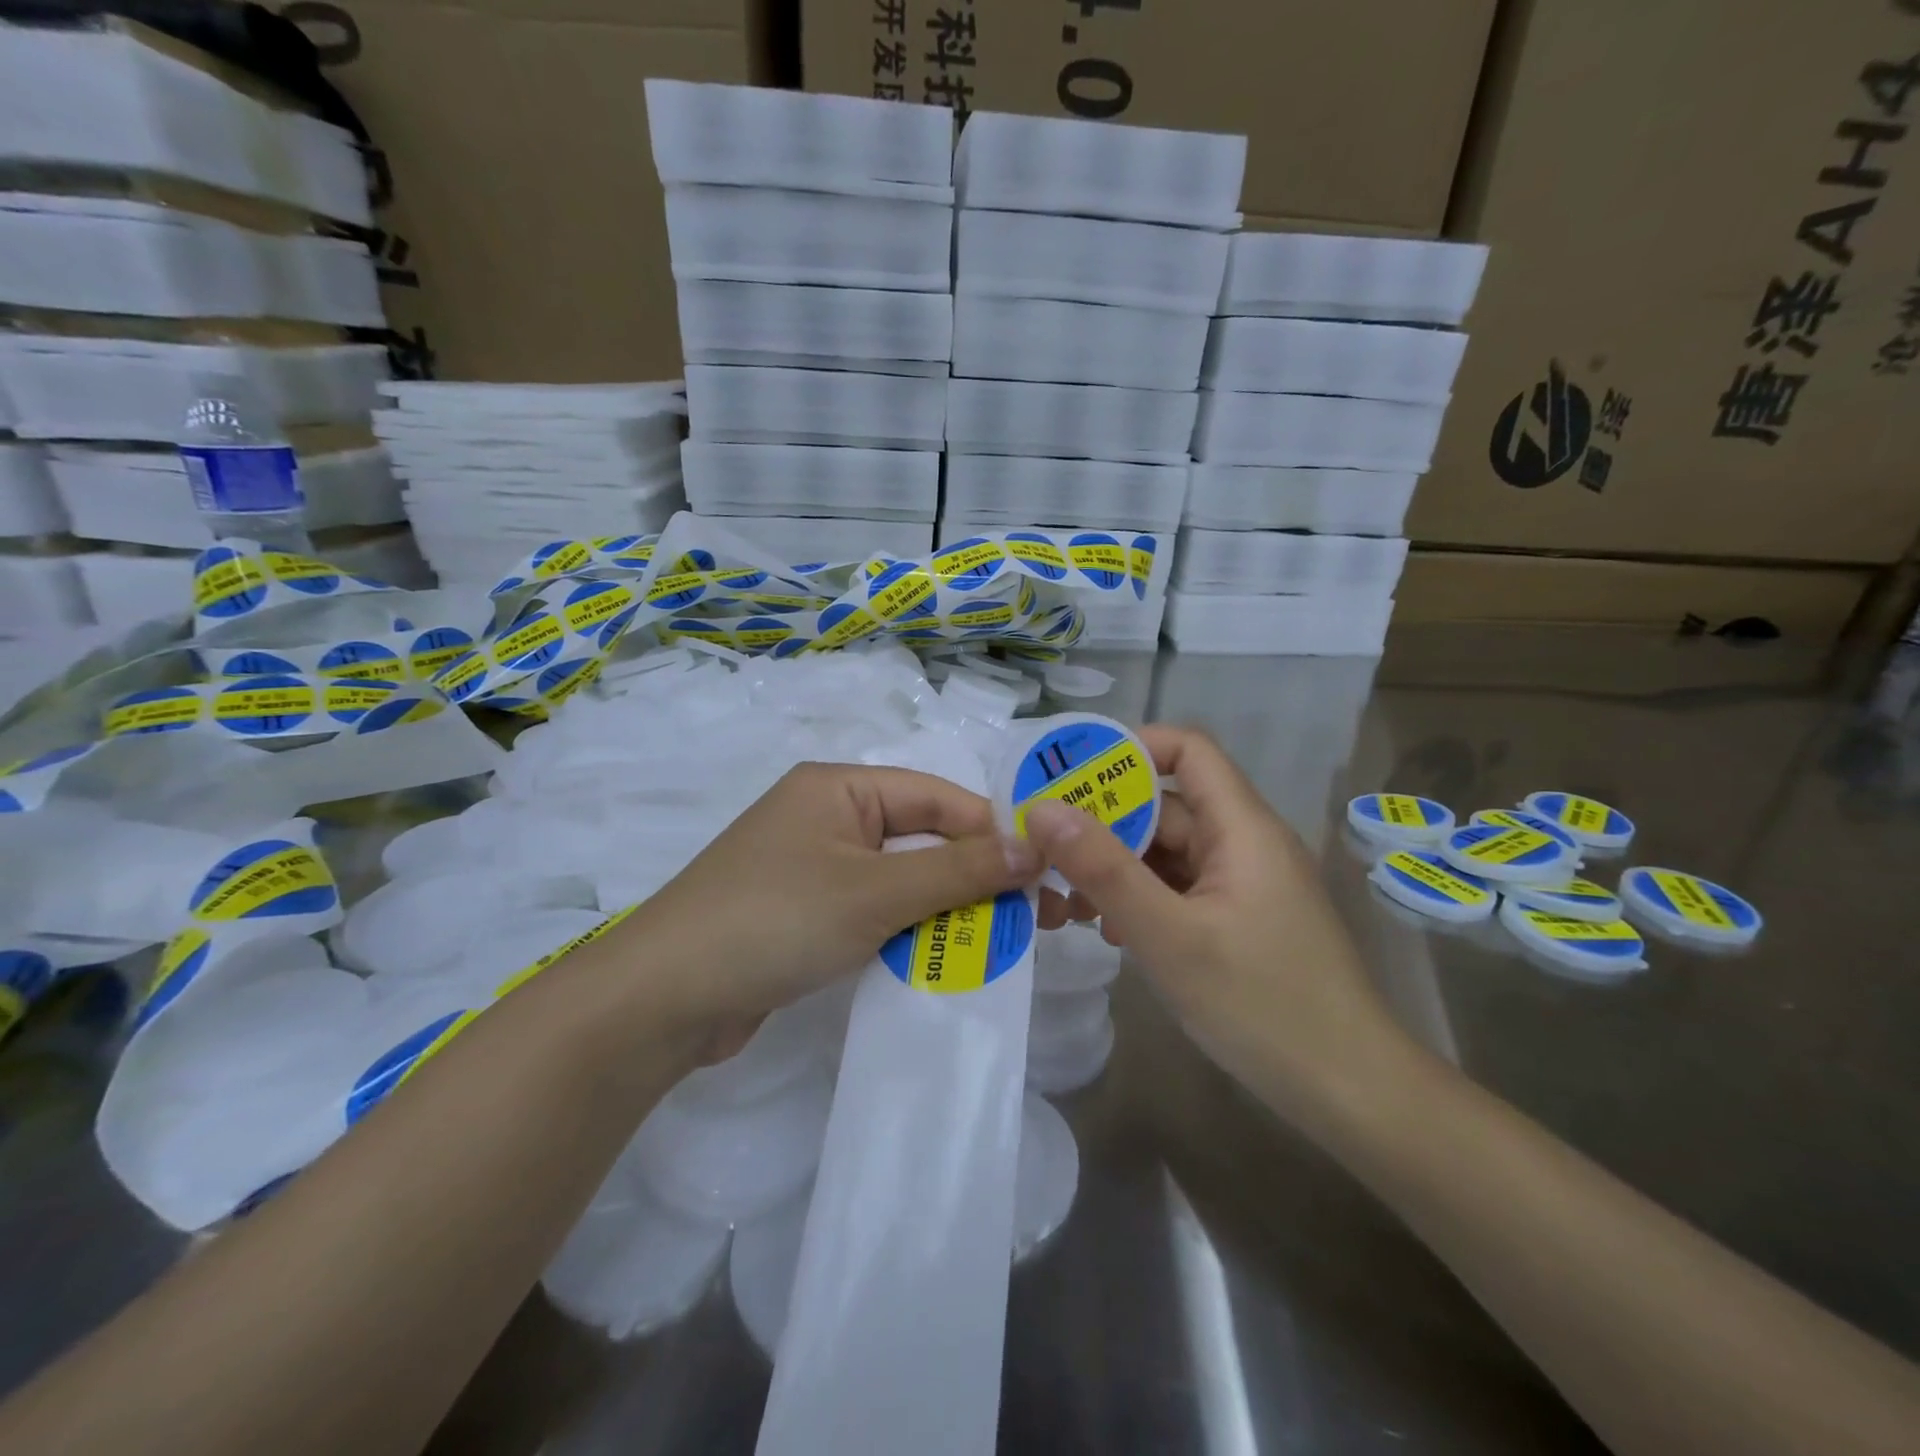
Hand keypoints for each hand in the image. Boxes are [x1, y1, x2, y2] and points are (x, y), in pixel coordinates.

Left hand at [619, 762, 1040, 1052]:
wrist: (662, 1000)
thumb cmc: (775, 921)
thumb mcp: (875, 892)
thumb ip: (959, 869)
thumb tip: (1034, 847)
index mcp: (840, 788)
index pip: (937, 797)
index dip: (992, 831)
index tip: (1043, 873)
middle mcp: (828, 817)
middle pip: (921, 838)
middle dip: (975, 876)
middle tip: (1034, 917)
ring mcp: (814, 867)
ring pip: (901, 879)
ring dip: (946, 908)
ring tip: (1001, 943)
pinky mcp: (805, 914)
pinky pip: (874, 911)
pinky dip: (909, 931)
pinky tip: (944, 959)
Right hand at [1026, 725, 1413, 1126]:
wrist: (1351, 1093)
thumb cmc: (1262, 1005)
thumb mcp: (1168, 936)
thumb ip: (1103, 869)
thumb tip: (1042, 808)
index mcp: (1241, 828)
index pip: (1186, 749)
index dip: (1129, 748)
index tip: (1068, 777)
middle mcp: (1243, 843)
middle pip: (1166, 806)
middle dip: (1102, 825)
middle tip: (1042, 854)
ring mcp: (1242, 884)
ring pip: (1166, 853)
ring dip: (1114, 869)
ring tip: (1064, 904)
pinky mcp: (1238, 920)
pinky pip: (1179, 889)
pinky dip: (1140, 899)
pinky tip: (1109, 933)